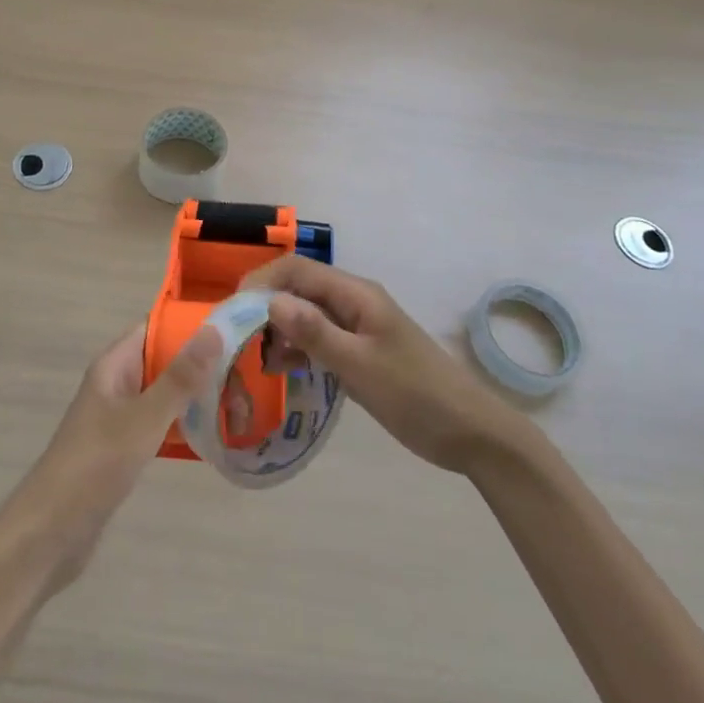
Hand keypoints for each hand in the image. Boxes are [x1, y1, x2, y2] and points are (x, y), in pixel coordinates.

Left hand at [15, 321, 221, 591]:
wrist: (51, 533)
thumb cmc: (96, 465)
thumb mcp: (144, 418)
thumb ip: (180, 377)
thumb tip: (214, 328)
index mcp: (114, 365)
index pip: (156, 327)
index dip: (191, 323)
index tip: (233, 326)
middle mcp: (117, 384)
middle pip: (164, 360)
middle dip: (202, 363)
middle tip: (249, 370)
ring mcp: (119, 417)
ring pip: (166, 394)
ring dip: (197, 396)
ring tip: (243, 401)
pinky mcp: (124, 449)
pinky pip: (162, 424)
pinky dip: (186, 425)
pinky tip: (217, 436)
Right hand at [248, 256, 516, 473]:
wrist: (471, 433)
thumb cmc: (416, 395)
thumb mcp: (361, 366)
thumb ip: (315, 333)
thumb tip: (269, 301)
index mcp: (356, 294)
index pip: (296, 270)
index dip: (261, 282)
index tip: (232, 312)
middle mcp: (354, 301)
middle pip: (298, 288)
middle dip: (265, 307)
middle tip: (238, 341)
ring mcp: (358, 326)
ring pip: (306, 314)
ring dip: (279, 330)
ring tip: (257, 362)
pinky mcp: (361, 350)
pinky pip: (319, 338)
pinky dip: (297, 348)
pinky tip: (282, 371)